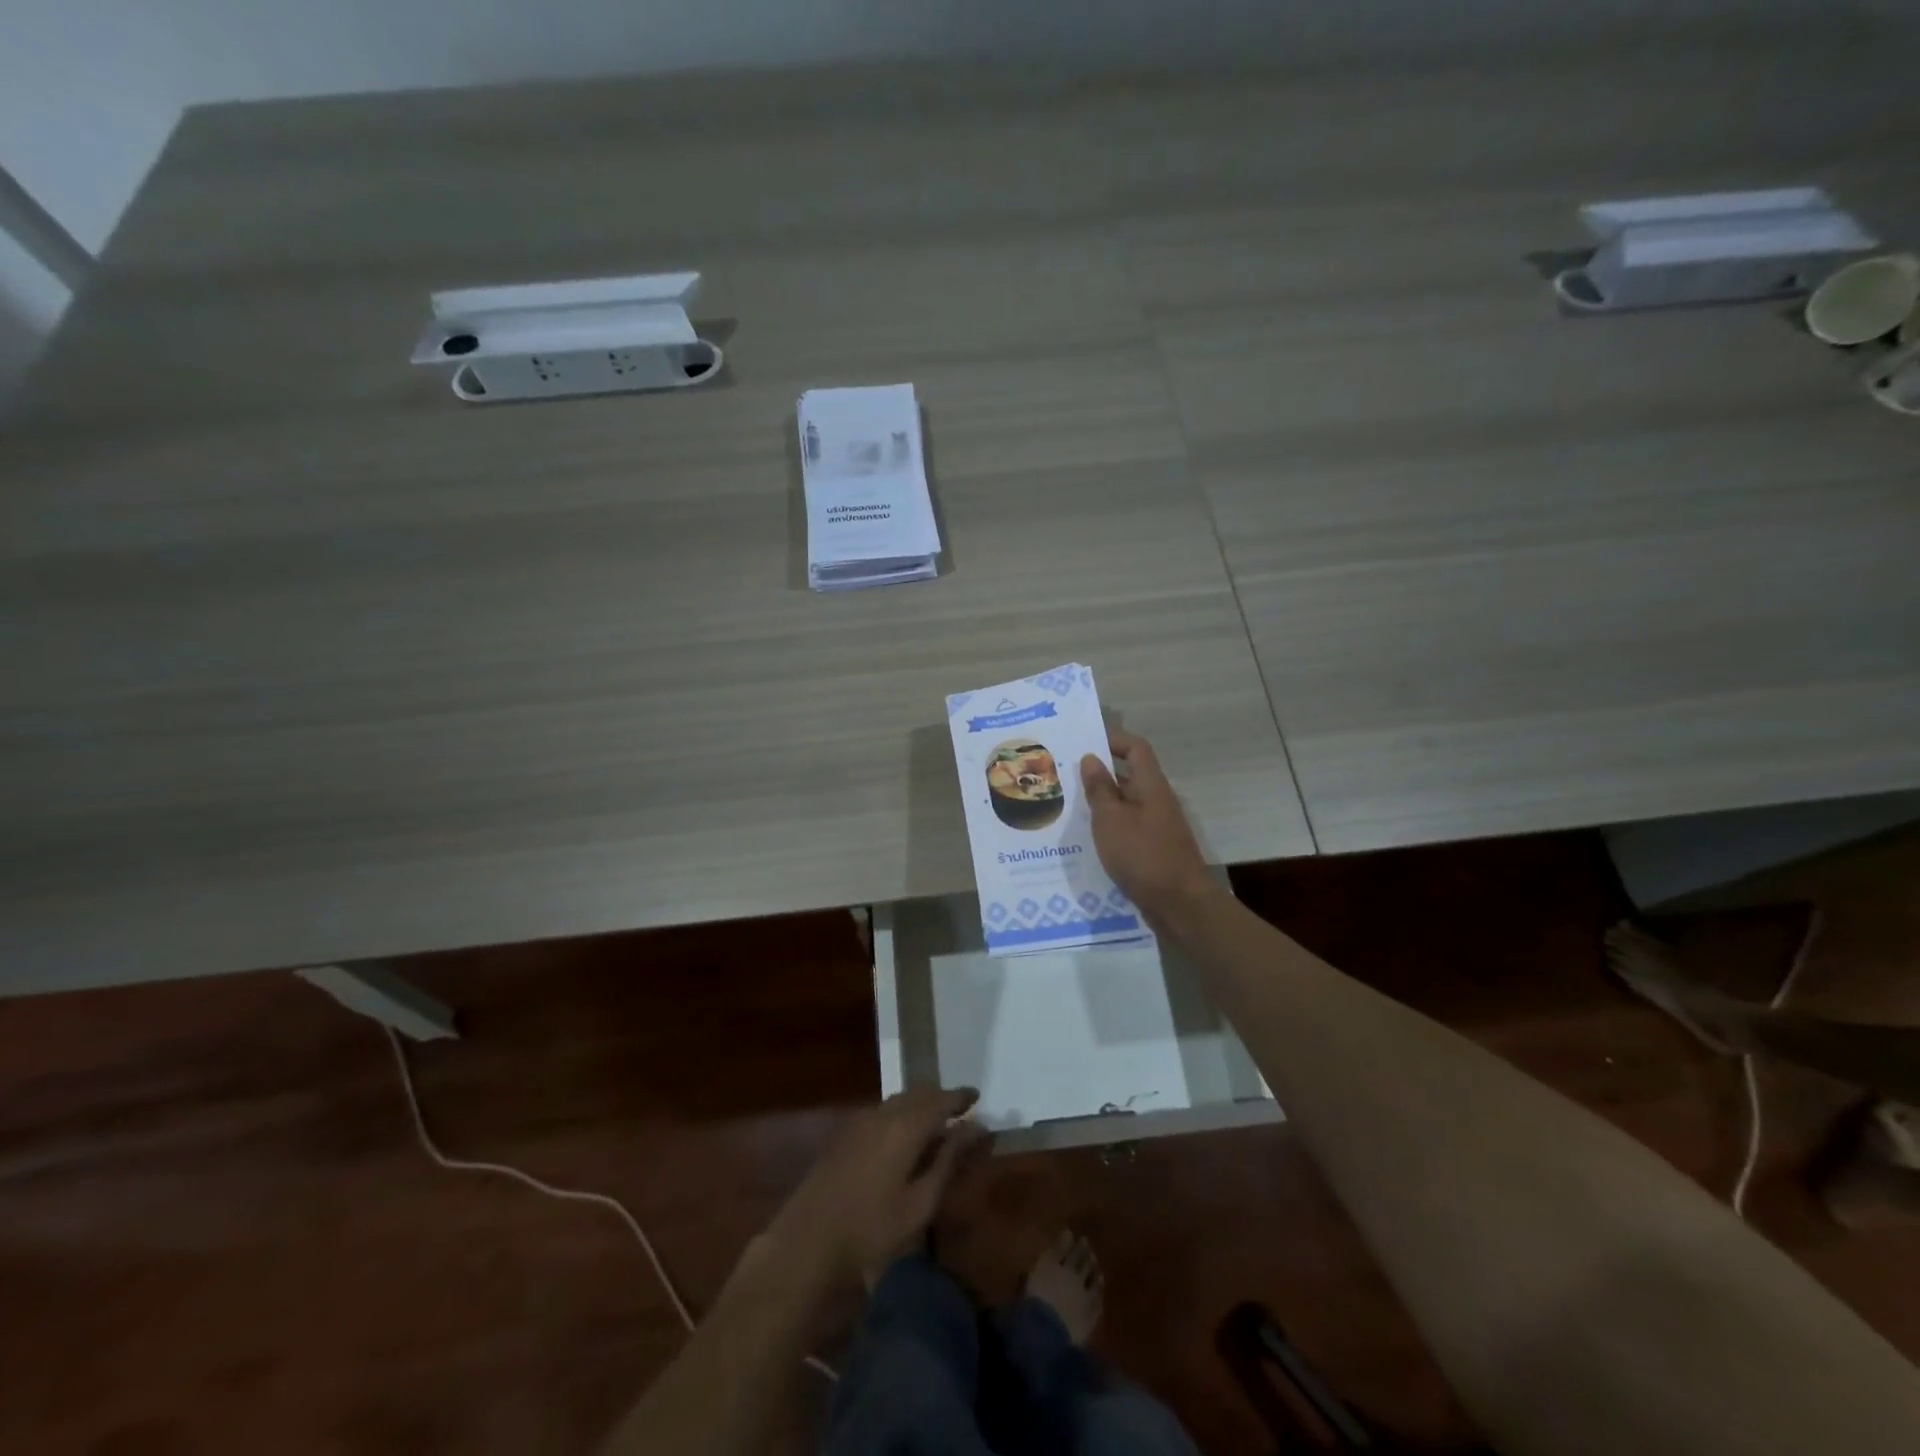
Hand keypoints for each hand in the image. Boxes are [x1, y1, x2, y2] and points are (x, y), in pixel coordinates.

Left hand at [768, 1088, 987, 1281]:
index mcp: (905, 1126)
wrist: (810, 1238)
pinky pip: (883, 1110)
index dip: (961, 1097)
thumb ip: (949, 1160)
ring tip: (937, 1122)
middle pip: (919, 1094)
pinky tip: (905, 1135)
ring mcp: (861, 1120)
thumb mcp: (921, 1202)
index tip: (978, 1098)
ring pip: (899, 1100)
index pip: (941, 1100)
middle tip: (962, 1110)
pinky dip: (902, 1113)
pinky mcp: (846, 1133)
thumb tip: (977, 1128)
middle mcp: (884, 1113)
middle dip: (941, 1098)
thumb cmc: (872, 1228)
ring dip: (921, 1104)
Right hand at [1080, 730, 1214, 920]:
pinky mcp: (1153, 850)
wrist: (1179, 904)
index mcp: (1150, 786)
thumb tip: (1091, 758)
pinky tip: (1085, 839)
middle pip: (1129, 776)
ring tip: (1066, 806)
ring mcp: (1157, 826)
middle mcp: (1156, 801)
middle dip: (1098, 773)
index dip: (1112, 739)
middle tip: (1064, 775)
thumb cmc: (1143, 855)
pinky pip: (1127, 828)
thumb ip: (1100, 789)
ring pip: (1125, 804)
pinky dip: (1108, 828)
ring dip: (1100, 803)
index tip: (1083, 741)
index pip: (1135, 748)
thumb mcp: (1111, 820)